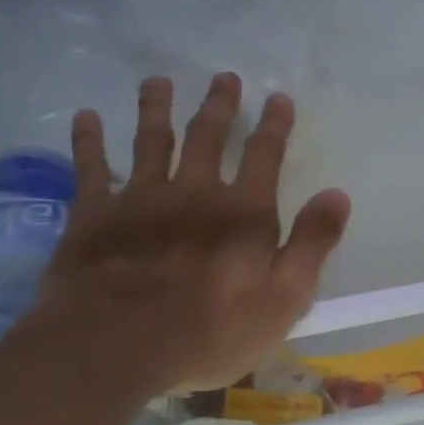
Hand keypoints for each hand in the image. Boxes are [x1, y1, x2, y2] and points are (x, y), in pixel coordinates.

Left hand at [18, 73, 350, 396]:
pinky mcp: (93, 214)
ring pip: (150, 140)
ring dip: (156, 108)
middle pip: (207, 137)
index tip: (278, 97)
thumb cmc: (209, 332)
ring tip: (157, 81)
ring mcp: (140, 198)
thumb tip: (338, 194)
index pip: (264, 156)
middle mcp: (193, 192)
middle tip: (224, 77)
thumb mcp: (283, 299)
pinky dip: (88, 140)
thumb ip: (311, 244)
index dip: (274, 126)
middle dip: (219, 105)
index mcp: (242, 213)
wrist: (114, 347)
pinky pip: (90, 167)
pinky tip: (85, 117)